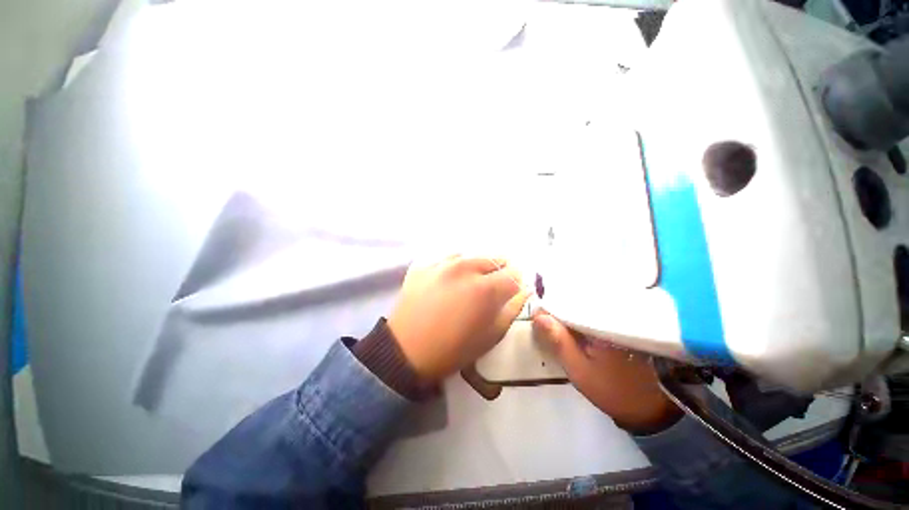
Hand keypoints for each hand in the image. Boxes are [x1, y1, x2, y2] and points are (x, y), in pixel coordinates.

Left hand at [388, 256, 530, 381]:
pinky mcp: (424, 265)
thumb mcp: (491, 336)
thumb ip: (512, 309)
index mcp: (485, 288)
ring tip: (470, 283)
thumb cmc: (453, 349)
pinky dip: (456, 266)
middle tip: (493, 287)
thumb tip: (524, 291)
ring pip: (471, 256)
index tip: (512, 290)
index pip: (514, 273)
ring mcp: (442, 264)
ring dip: (477, 267)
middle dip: (500, 271)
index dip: (516, 282)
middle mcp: (465, 268)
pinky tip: (451, 280)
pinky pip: (448, 258)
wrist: (406, 351)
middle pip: (494, 259)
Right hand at [532, 310, 681, 434]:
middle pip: (580, 300)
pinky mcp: (623, 324)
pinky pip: (596, 312)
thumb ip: (559, 342)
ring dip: (570, 309)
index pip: (571, 303)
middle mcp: (615, 315)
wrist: (647, 407)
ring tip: (554, 317)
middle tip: (543, 316)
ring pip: (587, 305)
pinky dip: (581, 315)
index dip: (551, 306)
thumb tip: (538, 316)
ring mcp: (620, 318)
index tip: (537, 314)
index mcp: (605, 324)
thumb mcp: (579, 370)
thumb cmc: (611, 390)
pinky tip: (571, 322)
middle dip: (559, 305)